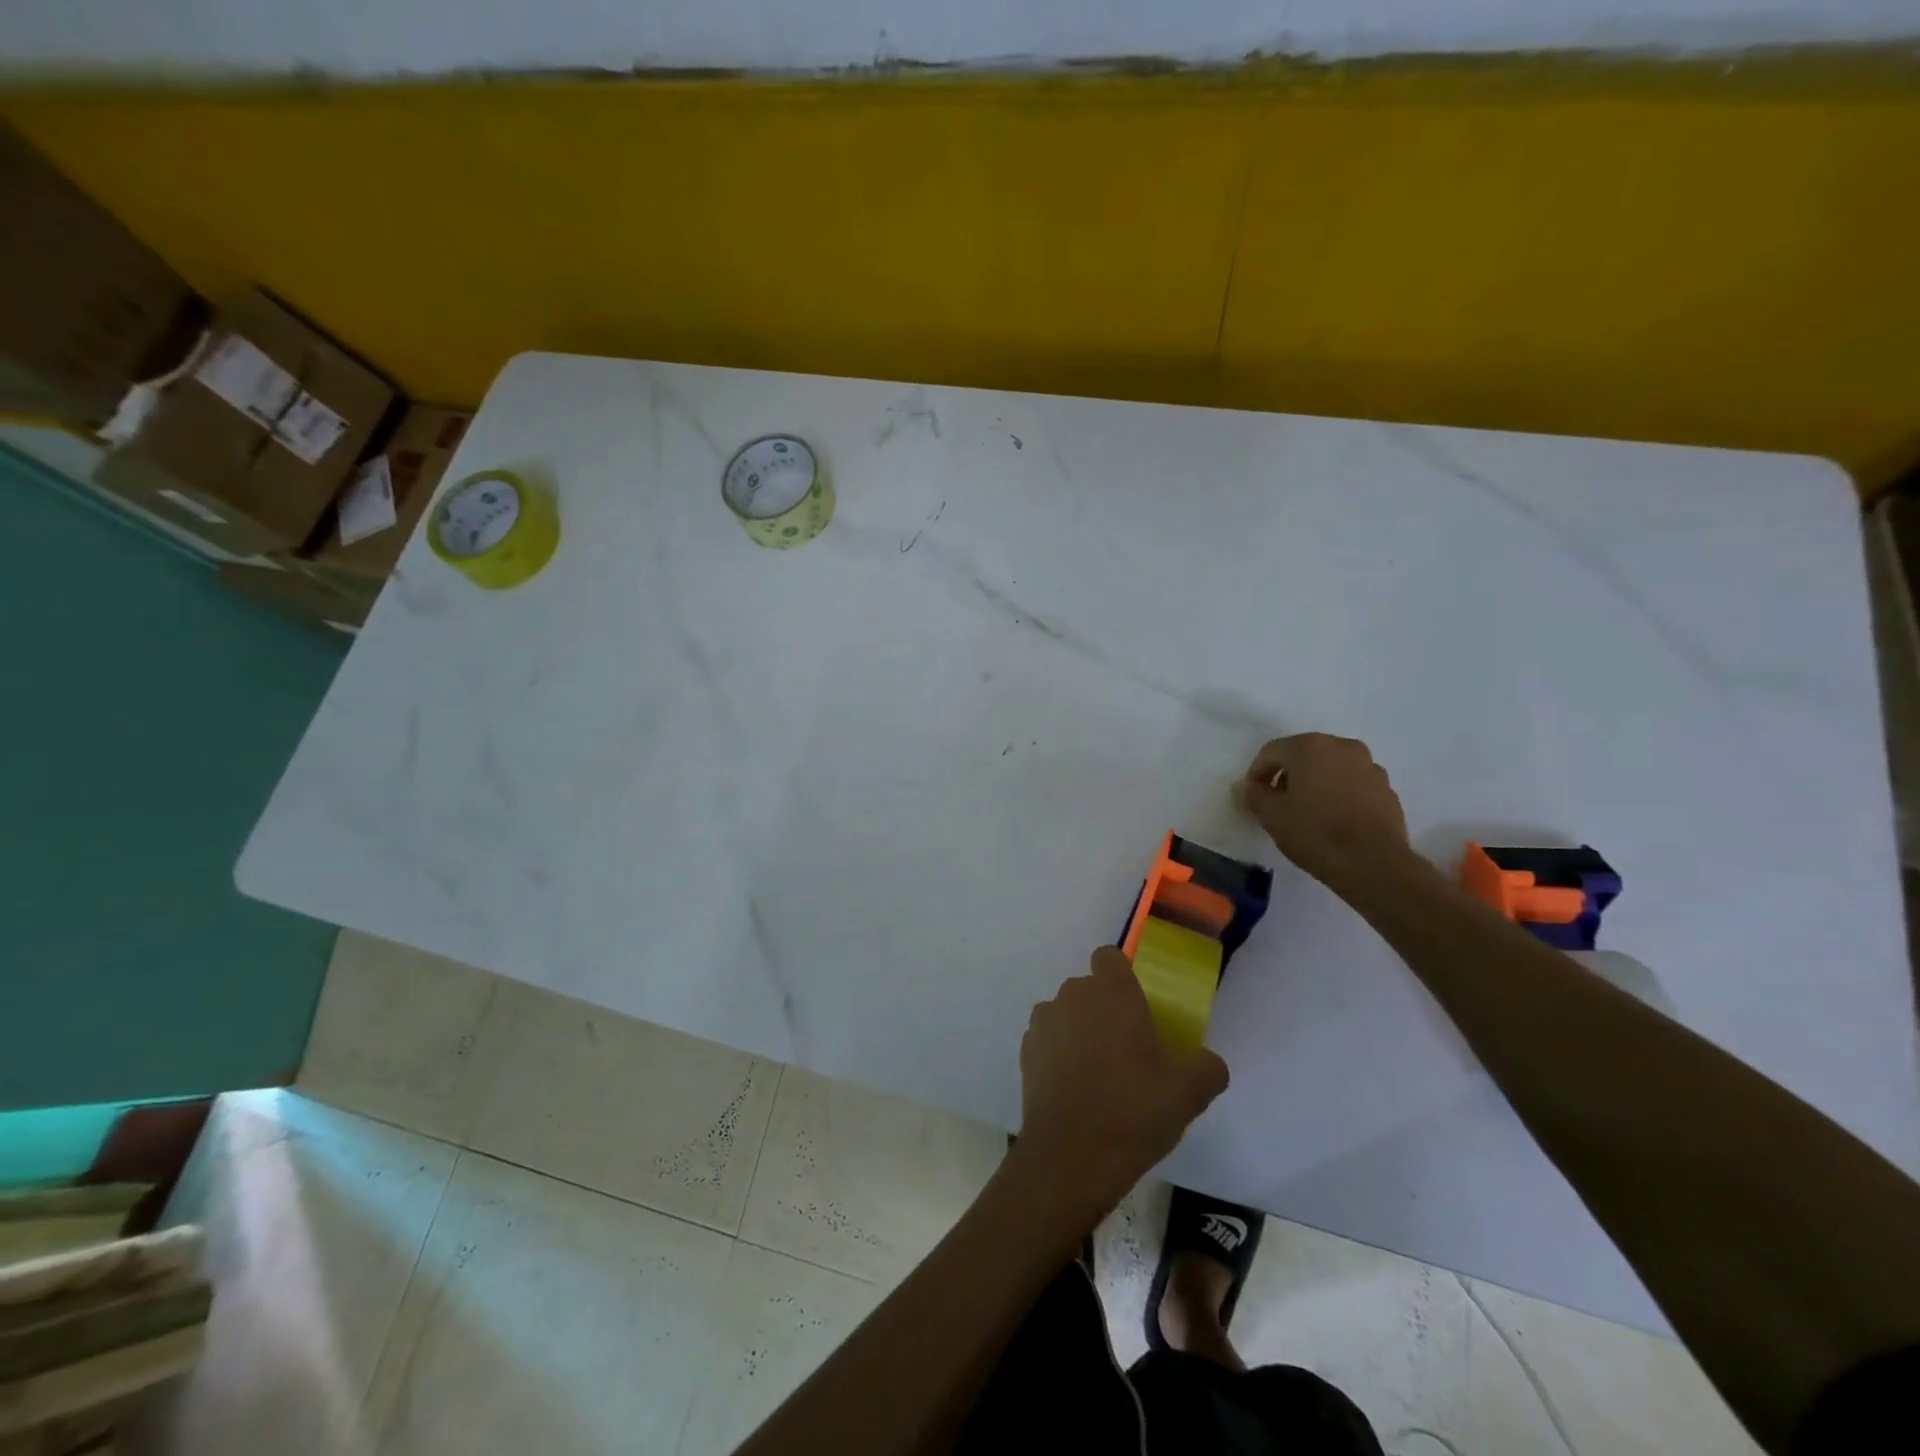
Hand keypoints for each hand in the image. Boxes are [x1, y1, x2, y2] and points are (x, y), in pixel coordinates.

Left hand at [1016, 948, 1228, 1218]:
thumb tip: (1208, 1062)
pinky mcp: (1025, 1052)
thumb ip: (1207, 1067)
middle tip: (1128, 1049)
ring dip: (1079, 1031)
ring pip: (1066, 1013)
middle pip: (1088, 988)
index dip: (1122, 976)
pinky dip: (1059, 1055)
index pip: (1109, 957)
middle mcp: (1072, 995)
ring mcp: (1044, 1022)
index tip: (1137, 1007)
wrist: (1071, 1156)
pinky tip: (1075, 1090)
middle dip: (1104, 1009)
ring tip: (1100, 1074)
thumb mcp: (1189, 1092)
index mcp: (1111, 992)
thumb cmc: (1134, 1110)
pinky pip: (1048, 1040)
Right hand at [1235, 733, 1413, 890]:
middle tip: (1277, 803)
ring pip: (1330, 768)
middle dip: (1287, 775)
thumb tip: (1243, 786)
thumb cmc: (1315, 833)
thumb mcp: (1271, 815)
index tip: (1252, 798)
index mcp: (1310, 747)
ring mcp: (1369, 766)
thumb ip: (1253, 795)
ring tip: (1307, 812)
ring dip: (1314, 783)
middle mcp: (1342, 747)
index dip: (1256, 774)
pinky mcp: (1386, 789)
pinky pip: (1353, 784)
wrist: (1373, 864)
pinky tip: (1333, 820)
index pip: (1271, 752)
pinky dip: (1338, 794)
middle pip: (1303, 755)